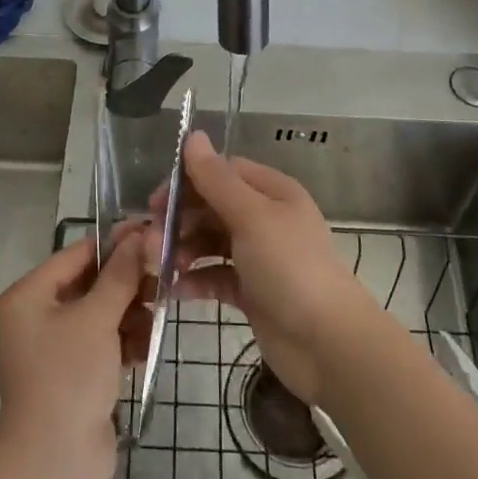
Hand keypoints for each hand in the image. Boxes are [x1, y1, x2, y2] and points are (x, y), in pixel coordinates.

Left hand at [0, 228, 147, 478]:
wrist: (55, 464)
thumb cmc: (68, 377)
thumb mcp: (96, 318)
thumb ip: (120, 275)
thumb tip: (140, 234)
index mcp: (27, 297)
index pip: (76, 255)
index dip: (114, 245)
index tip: (152, 236)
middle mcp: (35, 317)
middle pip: (89, 284)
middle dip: (127, 283)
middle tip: (164, 276)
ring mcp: (54, 348)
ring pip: (100, 314)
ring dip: (131, 312)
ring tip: (160, 313)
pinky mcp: (74, 374)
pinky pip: (103, 342)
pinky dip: (125, 340)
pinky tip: (149, 343)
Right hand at [158, 132, 383, 405]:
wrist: (328, 344)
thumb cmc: (290, 268)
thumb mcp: (251, 217)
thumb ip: (216, 179)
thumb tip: (193, 134)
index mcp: (272, 192)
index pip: (223, 172)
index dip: (188, 181)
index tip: (156, 201)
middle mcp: (266, 219)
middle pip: (213, 207)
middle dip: (180, 220)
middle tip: (149, 240)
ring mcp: (259, 257)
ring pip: (210, 242)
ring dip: (182, 250)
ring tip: (157, 265)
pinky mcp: (252, 292)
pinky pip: (215, 276)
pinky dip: (194, 280)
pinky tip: (172, 289)